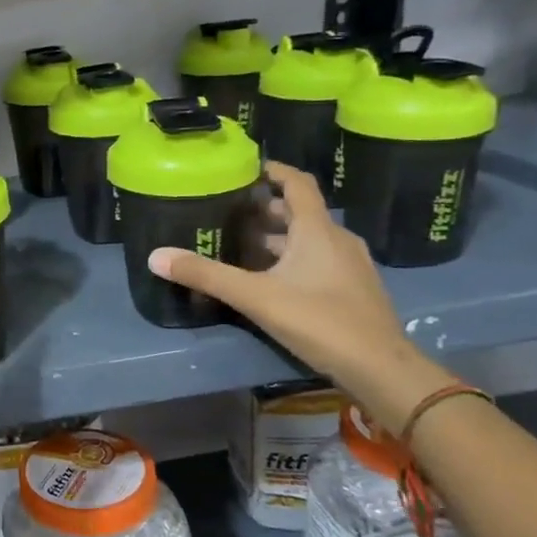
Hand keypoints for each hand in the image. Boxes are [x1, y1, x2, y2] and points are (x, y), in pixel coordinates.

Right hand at [147, 162, 451, 432]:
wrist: (380, 369)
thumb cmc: (319, 320)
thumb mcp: (255, 296)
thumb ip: (206, 275)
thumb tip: (156, 256)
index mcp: (317, 230)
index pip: (298, 184)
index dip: (274, 171)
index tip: (247, 167)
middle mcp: (337, 240)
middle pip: (300, 213)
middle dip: (266, 209)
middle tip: (229, 210)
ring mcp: (350, 266)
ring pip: (308, 239)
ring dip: (277, 237)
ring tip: (240, 244)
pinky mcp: (353, 290)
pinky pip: (318, 260)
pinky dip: (291, 258)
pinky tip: (268, 278)